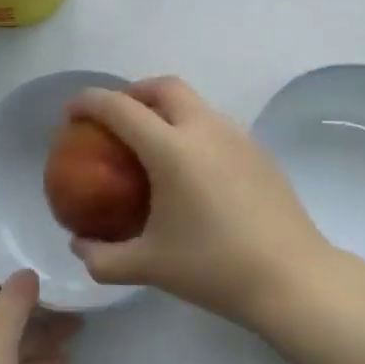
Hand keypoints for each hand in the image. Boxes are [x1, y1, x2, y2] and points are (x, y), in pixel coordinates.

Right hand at [66, 77, 364, 330]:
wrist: (292, 277)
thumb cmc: (214, 268)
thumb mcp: (149, 266)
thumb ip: (103, 257)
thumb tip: (78, 247)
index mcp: (172, 149)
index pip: (121, 108)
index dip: (90, 102)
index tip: (72, 111)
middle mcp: (205, 129)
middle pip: (164, 86)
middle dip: (134, 91)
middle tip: (117, 118)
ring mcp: (237, 136)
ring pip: (195, 102)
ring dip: (167, 108)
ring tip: (153, 143)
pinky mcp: (259, 150)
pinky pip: (216, 124)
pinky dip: (192, 128)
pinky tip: (193, 170)